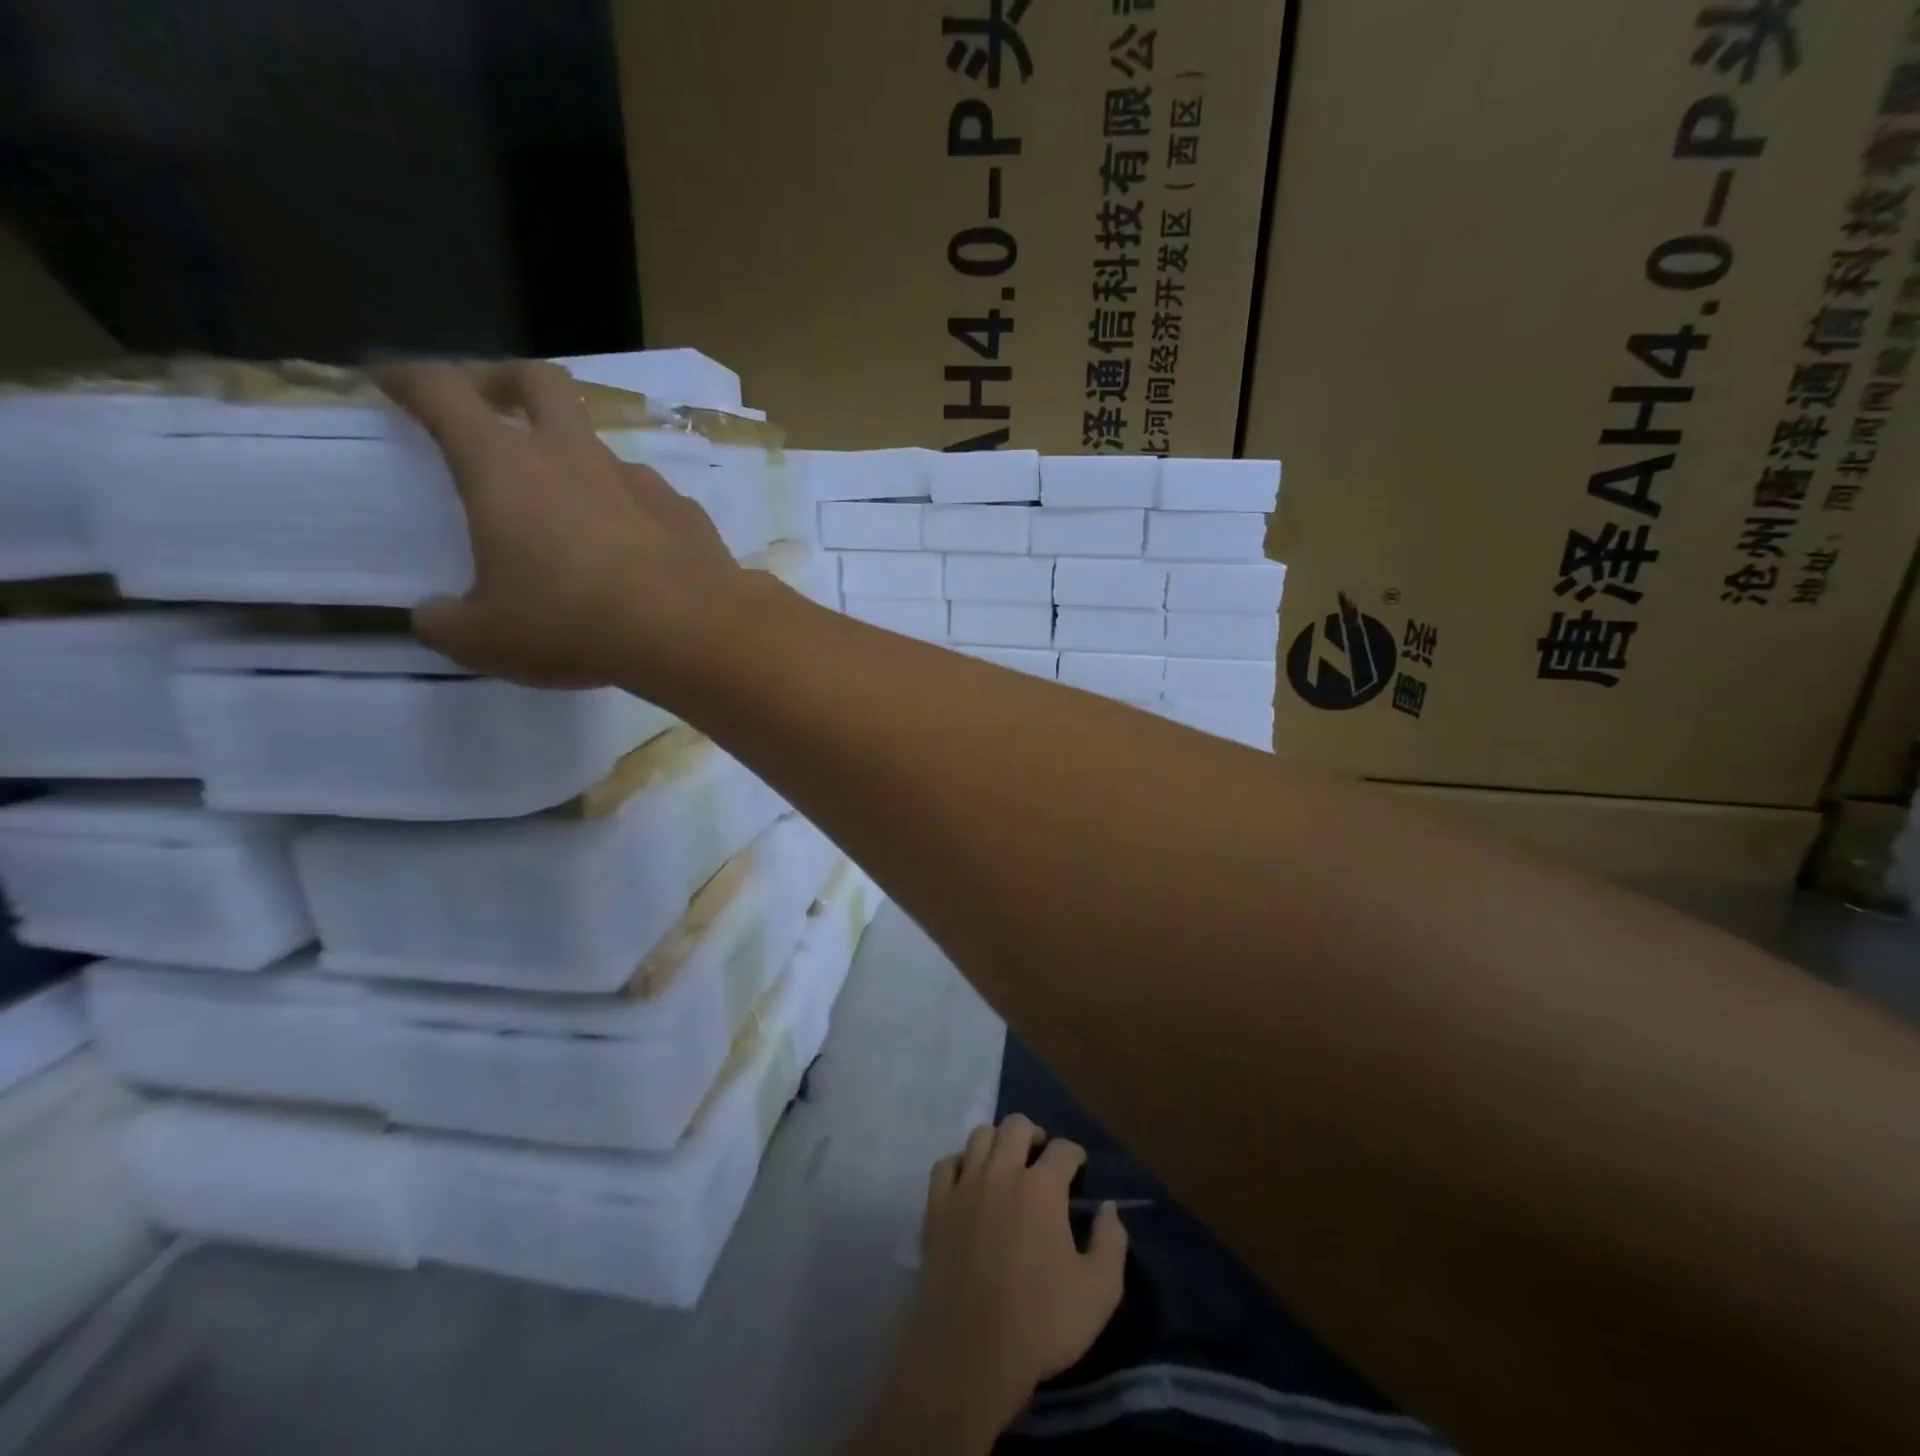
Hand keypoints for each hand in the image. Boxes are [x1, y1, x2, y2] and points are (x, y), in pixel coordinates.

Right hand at [376, 360, 742, 689]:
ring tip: (571, 511)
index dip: (410, 378)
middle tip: (493, 405)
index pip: (444, 393)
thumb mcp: (485, 638)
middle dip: (507, 381)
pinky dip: (633, 511)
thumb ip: (446, 623)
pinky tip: (635, 549)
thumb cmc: (573, 625)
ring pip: (601, 446)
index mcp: (506, 469)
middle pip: (540, 382)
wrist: (691, 631)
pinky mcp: (687, 513)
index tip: (391, 380)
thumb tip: (433, 618)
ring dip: (578, 461)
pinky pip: (650, 498)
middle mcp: (575, 458)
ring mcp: (640, 482)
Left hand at [906, 1116, 1127, 1436]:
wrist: (971, 1353)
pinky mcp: (937, 1206)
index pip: (1063, 1149)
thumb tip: (1110, 1208)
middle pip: (1016, 1126)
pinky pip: (946, 1164)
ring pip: (979, 1136)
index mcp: (1042, 1187)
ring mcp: (965, 1186)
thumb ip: (1111, 1242)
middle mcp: (1002, 1172)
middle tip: (1041, 1157)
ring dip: (997, 1142)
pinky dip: (960, 1164)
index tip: (1079, 1168)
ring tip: (1007, 1163)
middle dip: (1034, 1134)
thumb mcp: (1099, 1292)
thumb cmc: (1041, 1323)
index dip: (1075, 1154)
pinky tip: (969, 1181)